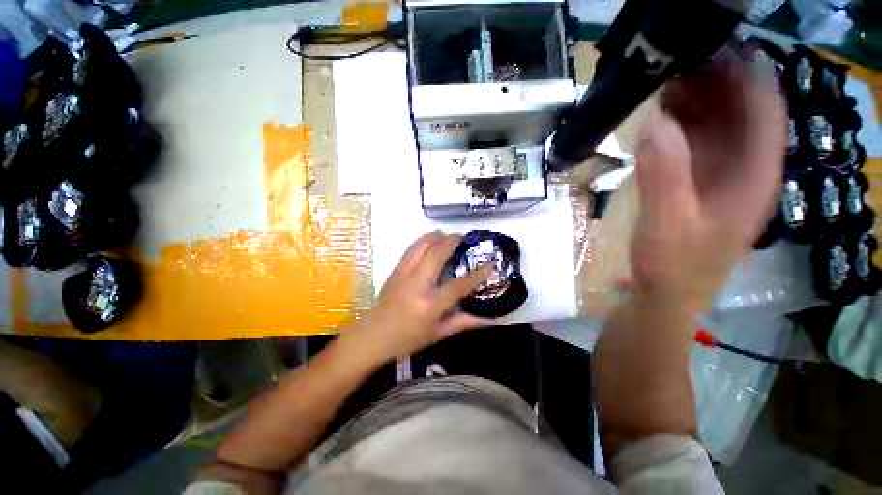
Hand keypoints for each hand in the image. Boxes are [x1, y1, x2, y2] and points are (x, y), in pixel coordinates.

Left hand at [349, 232, 492, 358]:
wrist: (374, 334)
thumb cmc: (408, 338)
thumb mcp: (438, 333)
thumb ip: (464, 323)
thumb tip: (491, 321)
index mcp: (430, 304)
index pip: (458, 285)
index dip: (477, 274)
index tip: (490, 263)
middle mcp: (417, 284)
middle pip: (436, 255)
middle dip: (451, 242)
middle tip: (461, 237)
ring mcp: (404, 274)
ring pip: (421, 246)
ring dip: (434, 236)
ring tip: (445, 233)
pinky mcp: (395, 270)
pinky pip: (410, 250)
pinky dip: (421, 241)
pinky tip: (428, 240)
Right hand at [631, 54, 785, 310]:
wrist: (665, 293)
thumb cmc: (674, 266)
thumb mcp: (668, 223)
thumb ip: (663, 175)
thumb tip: (654, 124)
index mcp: (753, 179)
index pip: (765, 114)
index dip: (748, 78)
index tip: (718, 51)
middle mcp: (744, 171)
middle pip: (740, 114)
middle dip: (715, 85)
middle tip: (678, 64)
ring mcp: (720, 176)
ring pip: (717, 127)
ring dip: (696, 103)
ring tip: (665, 84)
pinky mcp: (697, 183)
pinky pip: (695, 145)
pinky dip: (680, 127)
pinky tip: (660, 119)